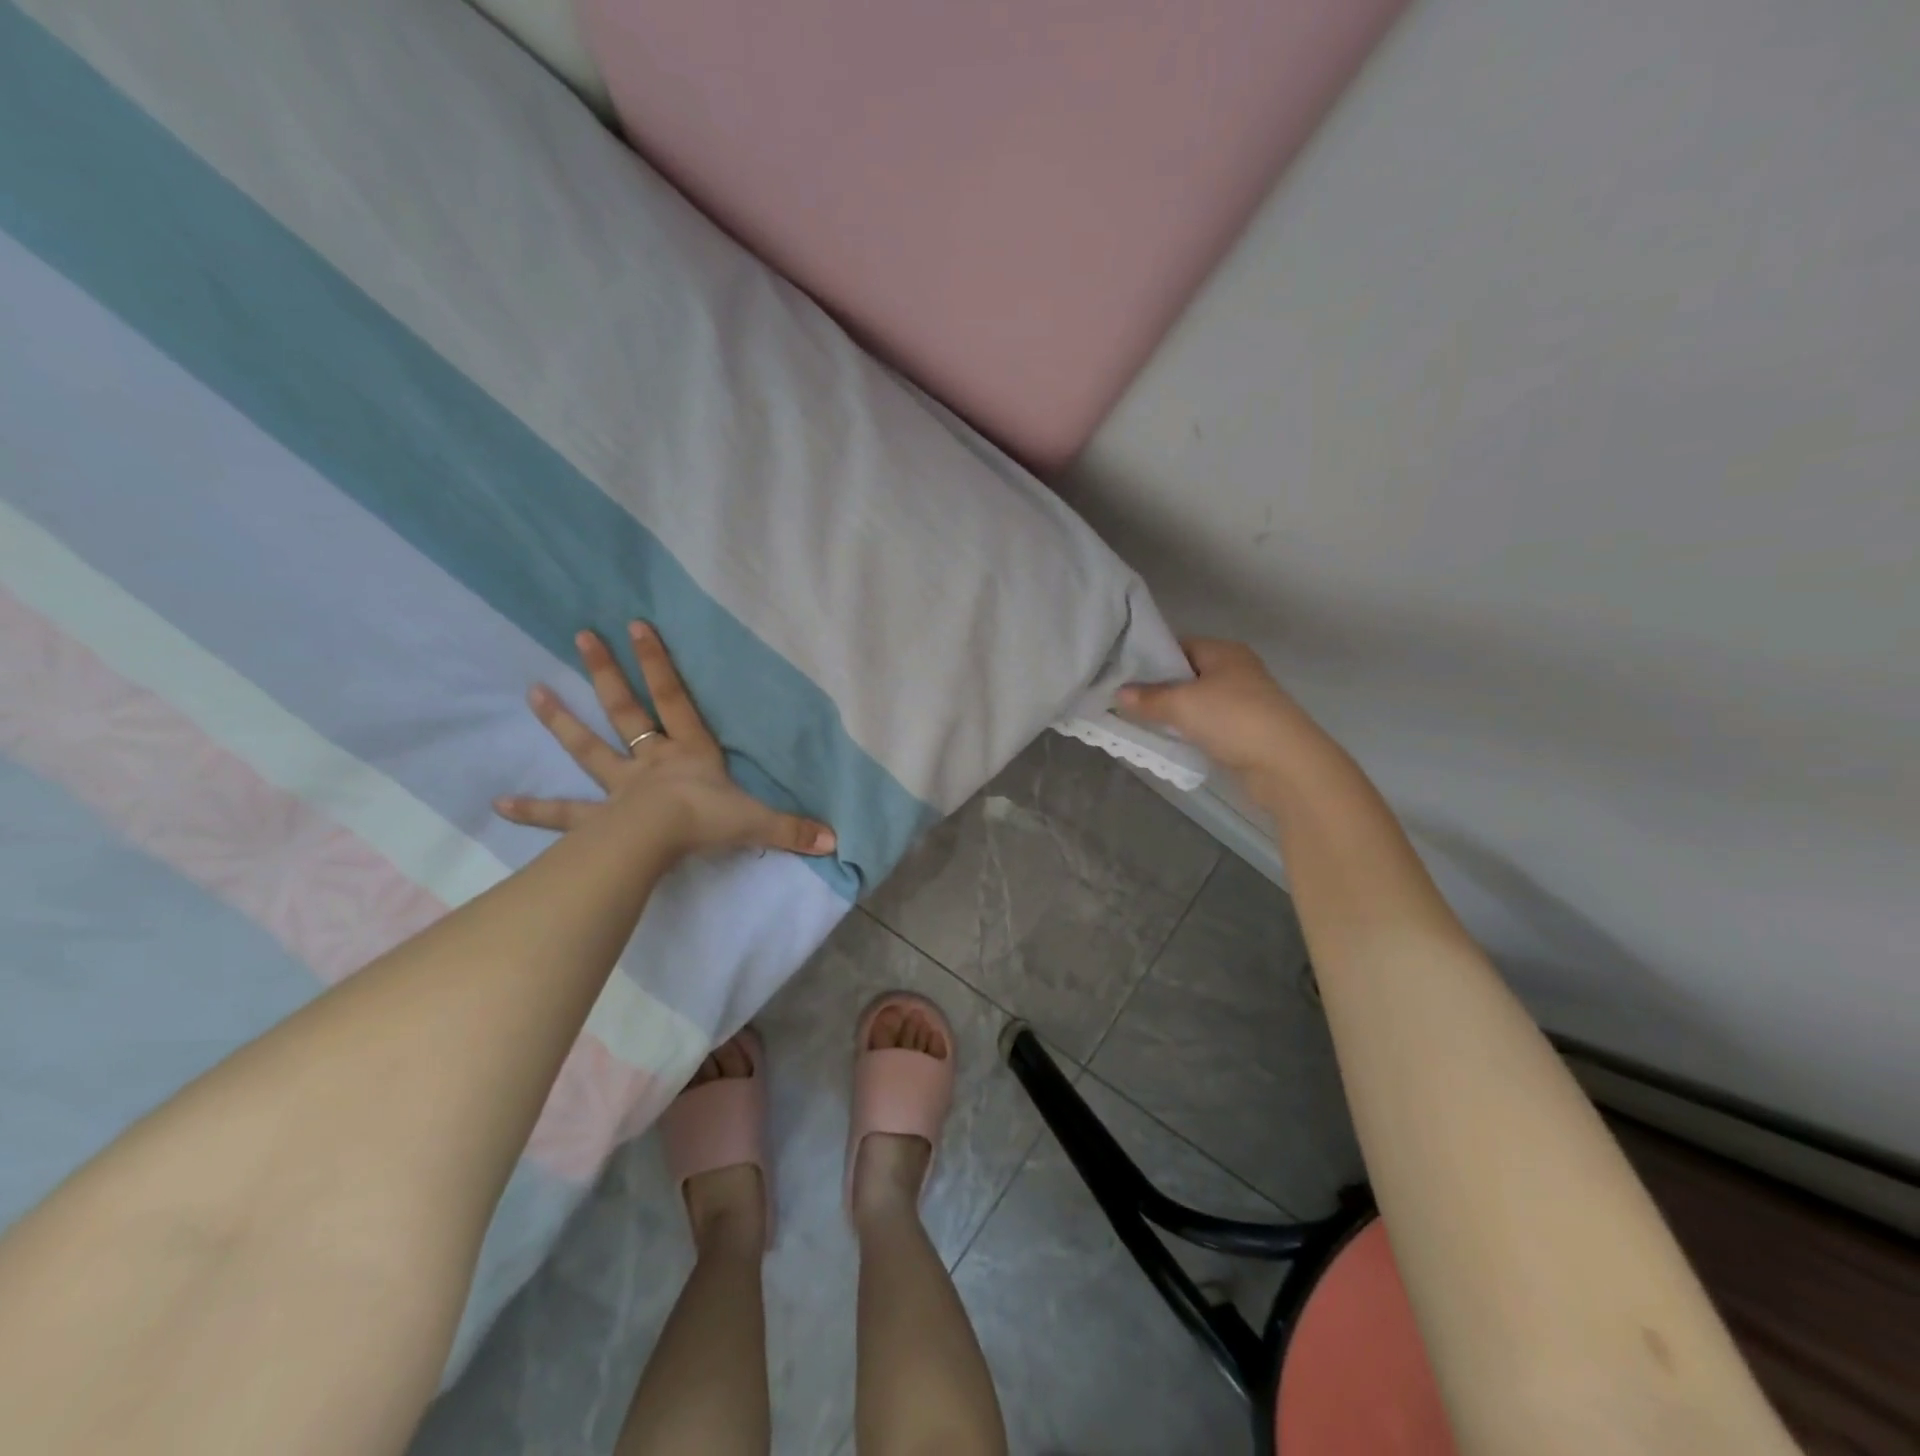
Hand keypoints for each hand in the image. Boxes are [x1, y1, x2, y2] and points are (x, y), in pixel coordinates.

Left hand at [494, 621, 837, 859]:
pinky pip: (563, 814)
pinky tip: (500, 804)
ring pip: (588, 748)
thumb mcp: (756, 820)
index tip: (635, 624)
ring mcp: (620, 787)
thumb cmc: (706, 822)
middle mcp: (651, 761)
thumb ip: (793, 827)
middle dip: (606, 673)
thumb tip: (835, 838)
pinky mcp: (598, 819)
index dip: (658, 662)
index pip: (674, 698)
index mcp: (688, 753)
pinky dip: (534, 810)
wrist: (659, 844)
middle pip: (625, 710)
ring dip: (561, 721)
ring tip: (531, 693)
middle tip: (580, 636)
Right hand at [1118, 638, 1325, 796]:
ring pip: (1197, 702)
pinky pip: (1207, 724)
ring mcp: (1243, 702)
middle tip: (1125, 701)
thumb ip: (1148, 698)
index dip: (1150, 658)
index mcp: (1224, 652)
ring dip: (1174, 713)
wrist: (1285, 763)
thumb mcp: (1182, 704)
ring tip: (1141, 721)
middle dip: (1158, 688)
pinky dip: (1189, 730)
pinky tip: (1170, 740)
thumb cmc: (1232, 718)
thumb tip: (1119, 693)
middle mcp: (1235, 671)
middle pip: (1187, 675)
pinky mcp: (1245, 730)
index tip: (1122, 674)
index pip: (1179, 646)